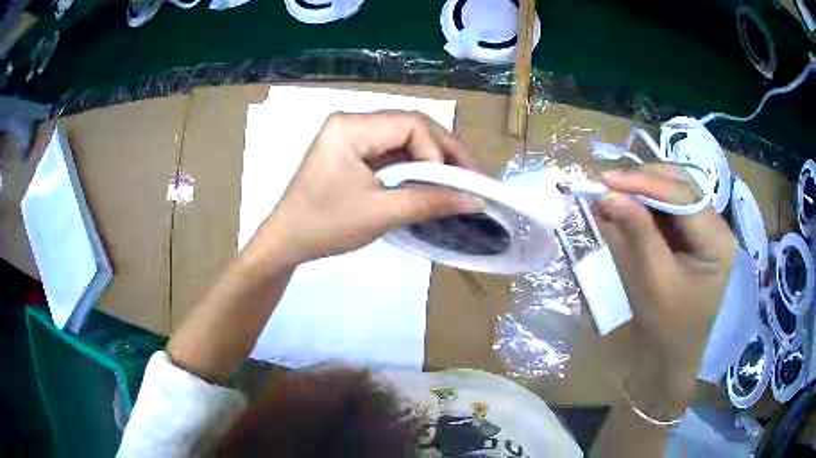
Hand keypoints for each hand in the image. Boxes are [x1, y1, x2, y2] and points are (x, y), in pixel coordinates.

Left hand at [248, 111, 481, 264]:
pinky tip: (431, 181)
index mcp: (351, 126)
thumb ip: (430, 202)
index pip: (410, 124)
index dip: (438, 151)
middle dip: (443, 151)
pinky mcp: (353, 151)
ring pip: (405, 138)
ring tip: (457, 181)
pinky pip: (392, 151)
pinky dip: (414, 167)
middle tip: (470, 177)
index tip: (452, 185)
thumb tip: (475, 200)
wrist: (285, 242)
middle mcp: (352, 122)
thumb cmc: (325, 226)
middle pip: (411, 126)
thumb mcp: (380, 213)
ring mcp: (352, 135)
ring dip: (432, 159)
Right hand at [594, 165, 733, 417]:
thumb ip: (636, 232)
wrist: (668, 362)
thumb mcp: (653, 282)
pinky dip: (643, 204)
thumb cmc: (666, 331)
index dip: (644, 182)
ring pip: (672, 192)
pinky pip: (666, 209)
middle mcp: (715, 227)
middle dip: (643, 181)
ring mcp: (703, 230)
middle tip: (606, 185)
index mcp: (717, 241)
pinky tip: (624, 206)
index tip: (604, 180)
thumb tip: (606, 193)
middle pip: (681, 186)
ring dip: (641, 190)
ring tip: (610, 194)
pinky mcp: (690, 237)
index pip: (683, 196)